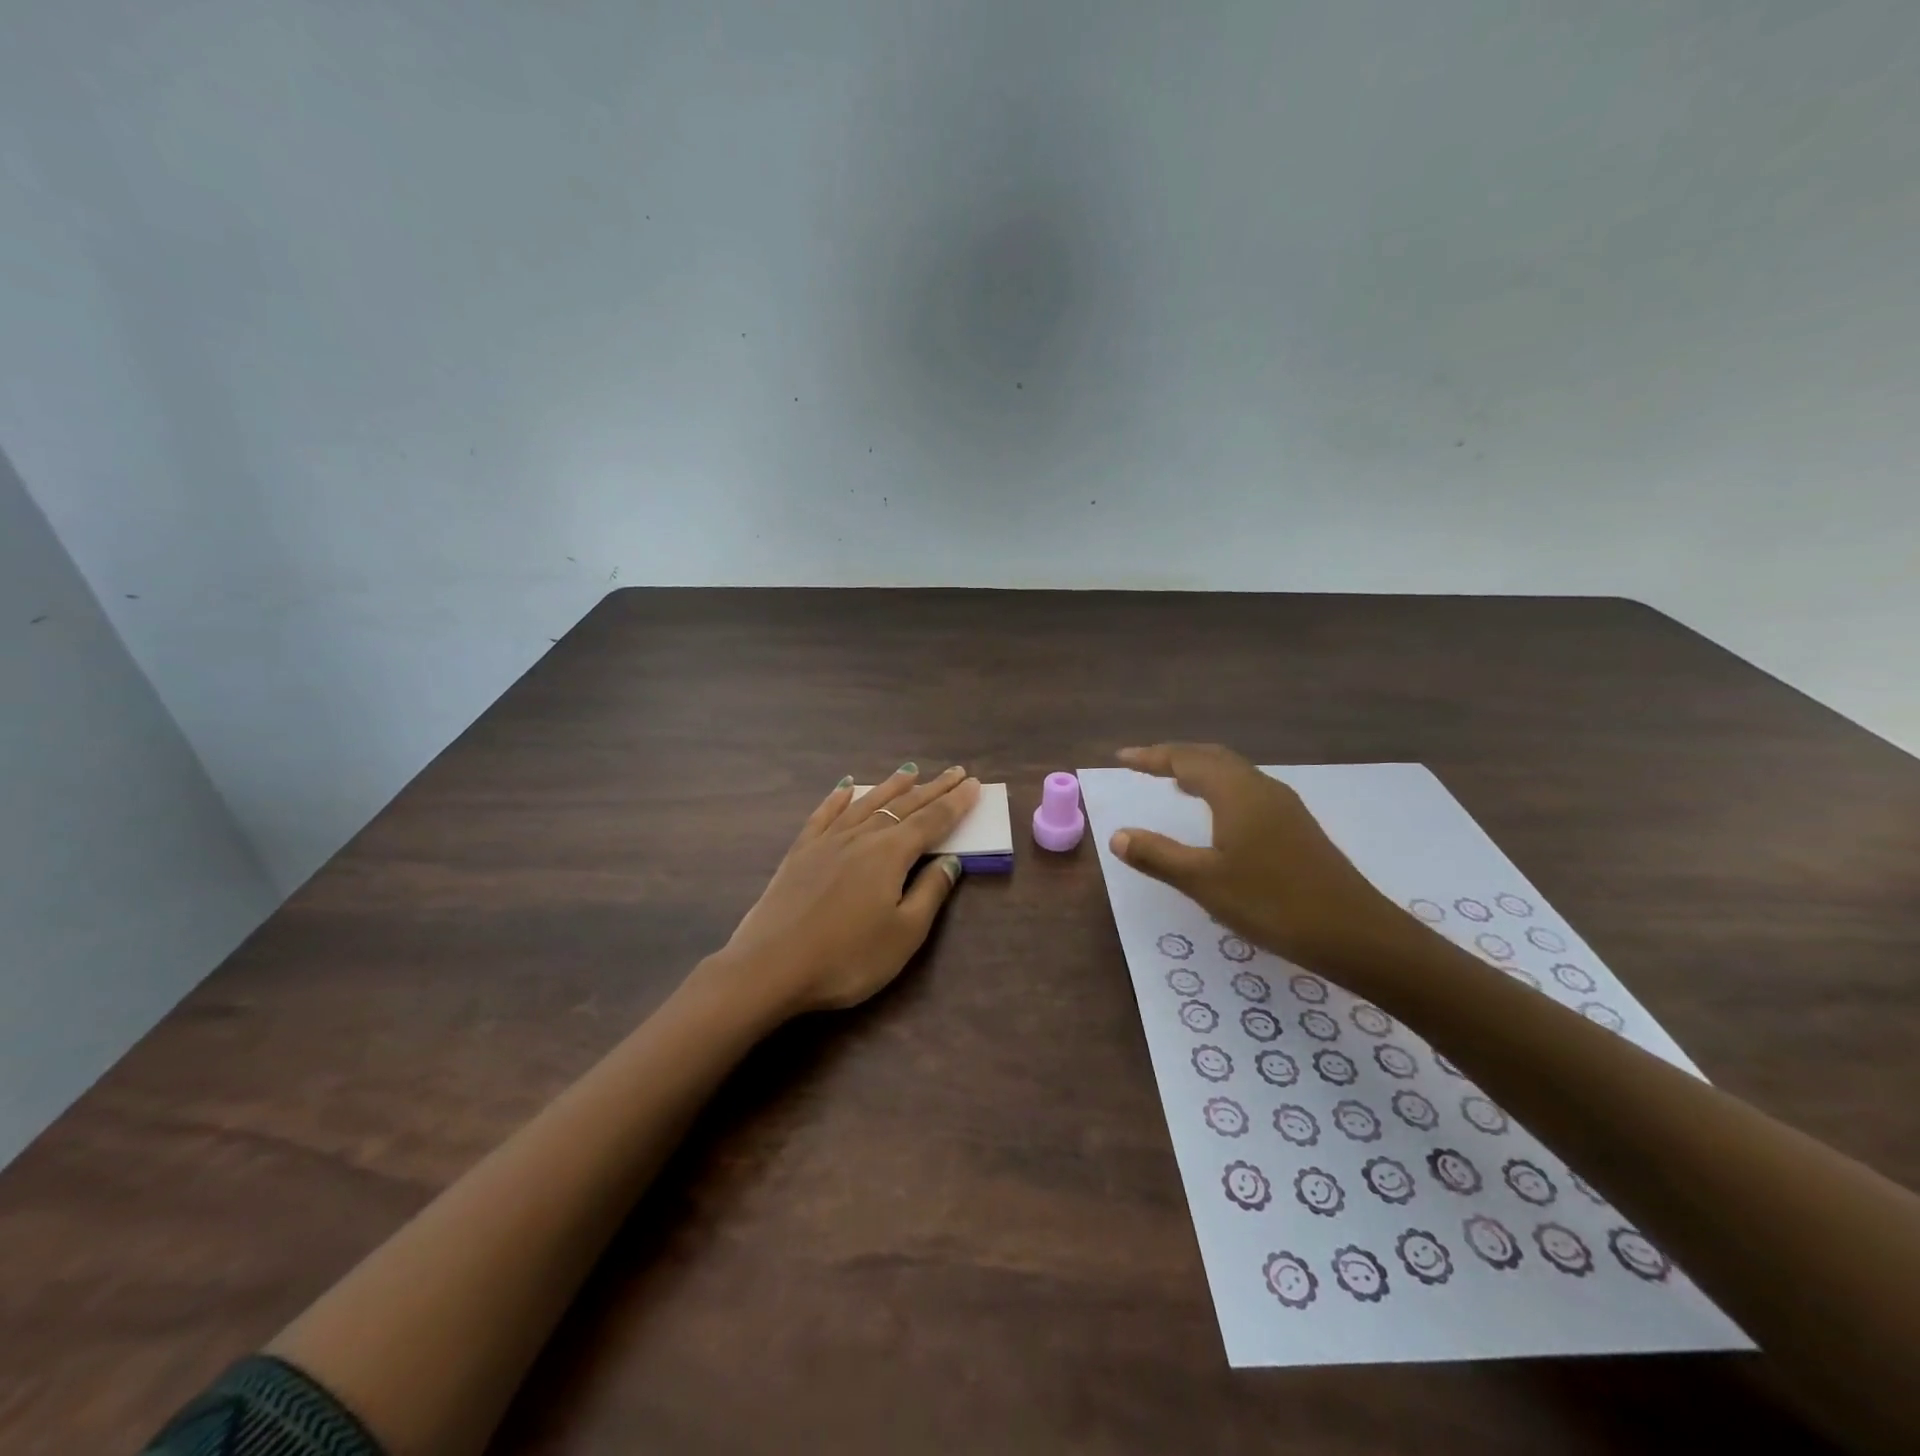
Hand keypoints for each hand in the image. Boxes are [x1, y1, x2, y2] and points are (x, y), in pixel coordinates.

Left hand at [711, 763, 981, 1016]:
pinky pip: (825, 814)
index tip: (974, 783)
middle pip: (904, 806)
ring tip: (910, 771)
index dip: (956, 803)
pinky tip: (846, 787)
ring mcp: (827, 841)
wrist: (770, 967)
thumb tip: (951, 861)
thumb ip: (930, 893)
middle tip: (955, 772)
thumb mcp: (903, 934)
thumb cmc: (847, 958)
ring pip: (866, 804)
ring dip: (891, 787)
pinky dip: (839, 798)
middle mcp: (861, 837)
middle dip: (933, 789)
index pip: (932, 821)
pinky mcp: (800, 852)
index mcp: (891, 854)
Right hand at [1108, 744, 1425, 981]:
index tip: (1121, 756)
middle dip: (1176, 756)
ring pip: (1233, 773)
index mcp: (1236, 793)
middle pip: (1212, 757)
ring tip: (1174, 782)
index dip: (1151, 757)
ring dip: (1200, 770)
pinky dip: (1220, 788)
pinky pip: (1247, 790)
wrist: (1355, 934)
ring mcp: (1284, 807)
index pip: (1186, 760)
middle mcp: (1261, 788)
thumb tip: (1117, 835)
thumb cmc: (1272, 903)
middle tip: (1144, 764)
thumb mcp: (1204, 882)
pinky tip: (1217, 814)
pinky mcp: (1296, 827)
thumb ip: (1157, 855)